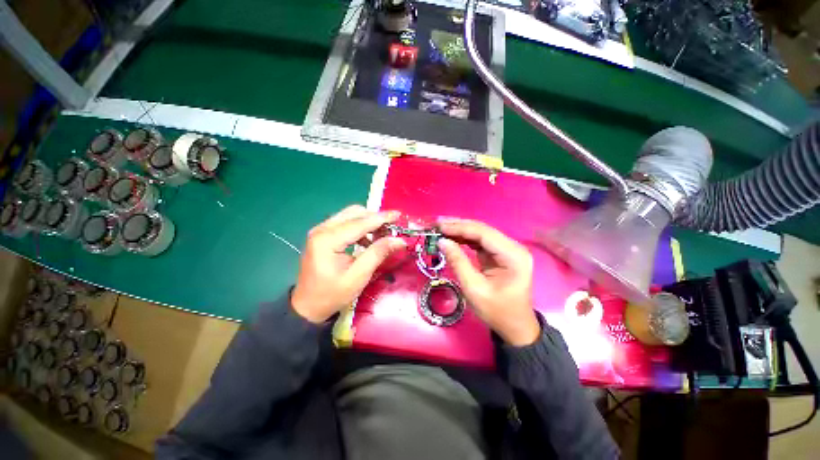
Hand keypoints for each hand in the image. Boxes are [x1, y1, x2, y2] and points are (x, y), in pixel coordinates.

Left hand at [291, 205, 405, 323]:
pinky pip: (345, 223)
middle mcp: (322, 229)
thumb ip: (378, 253)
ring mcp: (321, 230)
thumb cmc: (332, 294)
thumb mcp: (358, 276)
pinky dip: (360, 227)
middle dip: (376, 218)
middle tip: (393, 228)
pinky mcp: (323, 234)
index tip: (399, 215)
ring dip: (369, 221)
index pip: (360, 222)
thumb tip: (400, 240)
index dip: (382, 218)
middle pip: (354, 213)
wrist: (307, 306)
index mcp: (327, 240)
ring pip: (350, 215)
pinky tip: (368, 240)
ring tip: (383, 235)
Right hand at [437, 218, 539, 346]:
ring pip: (480, 234)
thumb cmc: (497, 311)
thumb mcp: (474, 289)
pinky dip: (465, 239)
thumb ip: (458, 262)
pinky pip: (480, 242)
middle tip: (437, 225)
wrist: (514, 326)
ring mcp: (507, 250)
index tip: (439, 227)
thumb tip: (441, 241)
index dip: (460, 228)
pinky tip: (452, 238)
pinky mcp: (500, 254)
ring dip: (460, 231)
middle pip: (483, 230)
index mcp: (513, 256)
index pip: (483, 234)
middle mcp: (513, 247)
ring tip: (441, 229)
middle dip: (459, 226)